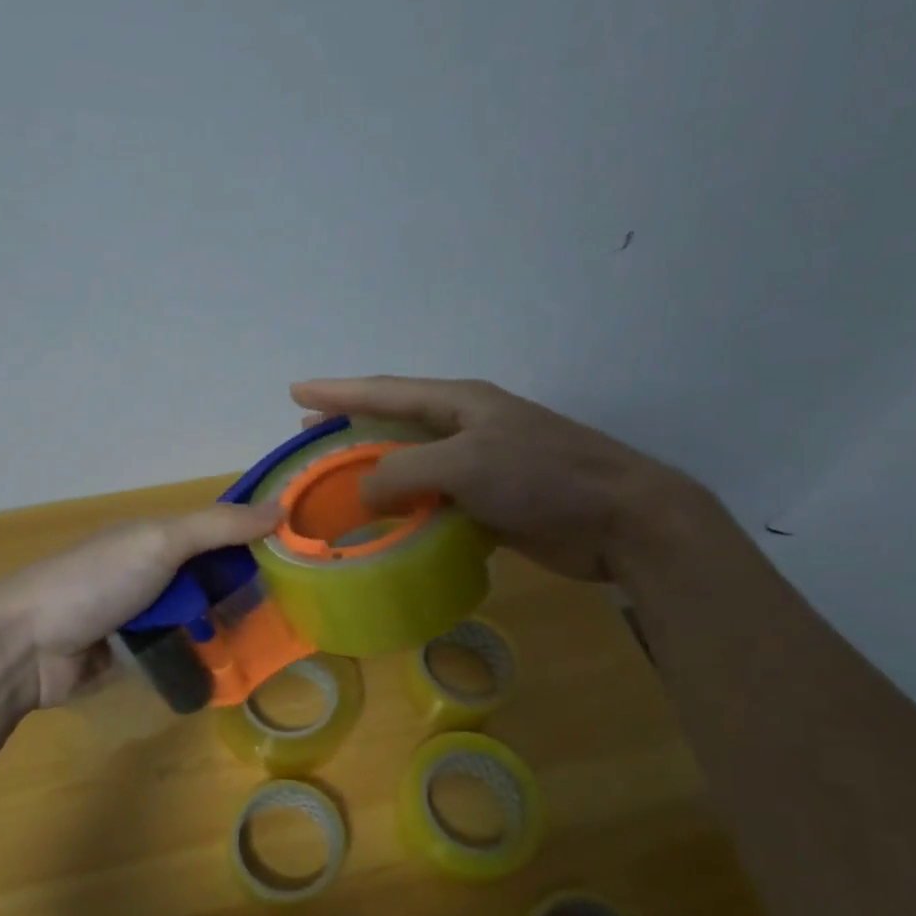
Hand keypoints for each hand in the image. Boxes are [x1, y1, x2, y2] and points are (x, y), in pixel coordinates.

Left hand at [0, 501, 281, 709]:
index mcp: (155, 536)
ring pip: (199, 616)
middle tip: (303, 606)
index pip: (219, 530)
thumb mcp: (160, 542)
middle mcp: (152, 572)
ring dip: (230, 625)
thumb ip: (218, 527)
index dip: (257, 536)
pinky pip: (180, 651)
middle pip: (212, 575)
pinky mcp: (134, 656)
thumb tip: (282, 509)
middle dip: (249, 587)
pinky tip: (240, 668)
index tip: (304, 550)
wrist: (25, 646)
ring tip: (281, 641)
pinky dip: (204, 656)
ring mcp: (141, 616)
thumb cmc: (95, 581)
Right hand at [290, 375, 708, 582]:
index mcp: (460, 403)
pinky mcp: (489, 503)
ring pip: (411, 466)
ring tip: (337, 485)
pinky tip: (382, 524)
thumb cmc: (542, 477)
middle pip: (394, 423)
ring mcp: (479, 466)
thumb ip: (402, 472)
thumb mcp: (463, 464)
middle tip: (308, 438)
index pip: (385, 391)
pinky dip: (404, 510)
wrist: (619, 520)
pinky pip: (432, 501)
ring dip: (374, 475)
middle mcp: (466, 428)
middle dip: (350, 428)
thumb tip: (362, 493)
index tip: (296, 392)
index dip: (338, 392)